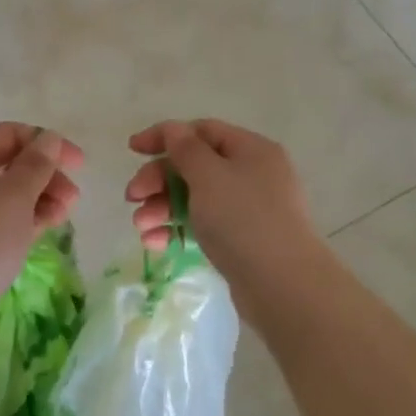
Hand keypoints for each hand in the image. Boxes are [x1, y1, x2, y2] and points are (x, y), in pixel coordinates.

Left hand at [0, 123, 83, 339]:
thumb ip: (36, 164)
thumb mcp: (14, 199)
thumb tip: (47, 138)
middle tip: (72, 202)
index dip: (48, 143)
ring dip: (34, 201)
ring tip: (58, 222)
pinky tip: (32, 238)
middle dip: (44, 177)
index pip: (10, 133)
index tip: (79, 167)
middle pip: (5, 164)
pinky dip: (13, 222)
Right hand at [125, 119, 322, 300]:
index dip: (164, 136)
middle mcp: (252, 174)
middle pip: (194, 166)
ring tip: (141, 228)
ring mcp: (248, 209)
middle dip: (158, 180)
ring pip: (195, 198)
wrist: (283, 285)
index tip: (132, 150)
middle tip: (132, 198)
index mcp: (250, 149)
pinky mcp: (242, 240)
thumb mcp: (208, 176)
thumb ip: (185, 149)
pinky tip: (156, 243)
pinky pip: (203, 225)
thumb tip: (174, 130)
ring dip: (162, 207)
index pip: (201, 131)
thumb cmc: (243, 219)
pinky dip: (178, 229)